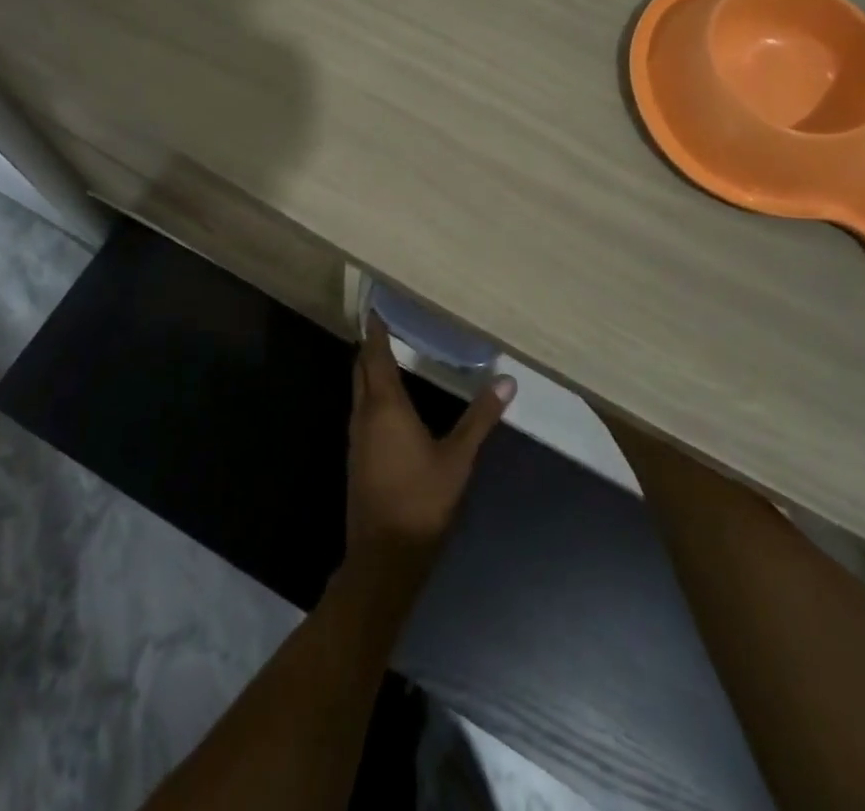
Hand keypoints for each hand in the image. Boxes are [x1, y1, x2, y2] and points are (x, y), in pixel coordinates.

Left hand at [346, 323, 515, 561]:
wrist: (384, 556)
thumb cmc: (422, 500)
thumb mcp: (458, 458)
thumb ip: (481, 418)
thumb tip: (507, 381)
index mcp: (385, 406)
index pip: (375, 356)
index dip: (375, 331)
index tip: (376, 308)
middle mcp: (364, 415)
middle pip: (361, 370)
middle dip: (371, 347)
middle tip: (385, 326)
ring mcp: (357, 438)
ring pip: (359, 392)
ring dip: (369, 371)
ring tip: (389, 355)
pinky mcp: (358, 457)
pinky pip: (361, 411)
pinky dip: (371, 394)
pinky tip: (389, 403)